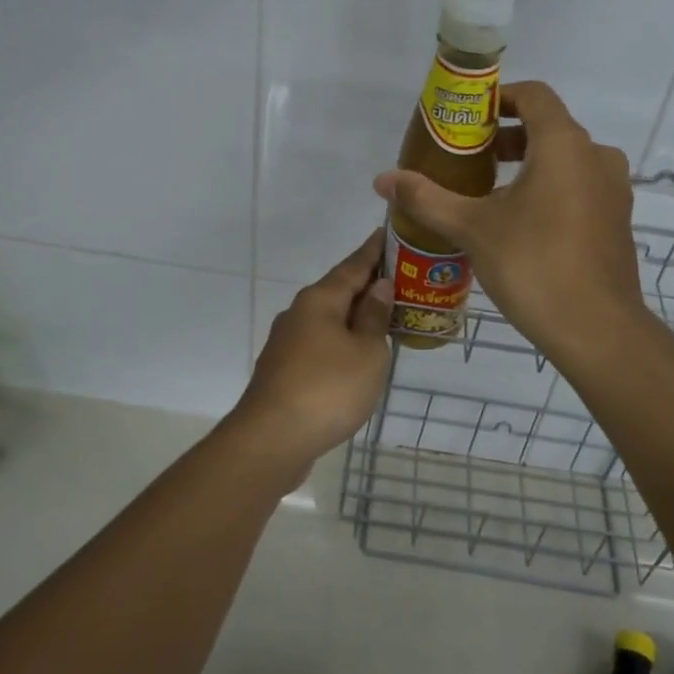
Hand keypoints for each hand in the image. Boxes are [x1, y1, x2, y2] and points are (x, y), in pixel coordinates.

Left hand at [226, 231, 393, 484]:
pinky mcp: (284, 370)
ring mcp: (287, 343)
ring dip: (355, 317)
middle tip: (401, 280)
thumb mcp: (367, 352)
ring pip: (329, 320)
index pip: (353, 265)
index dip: (374, 251)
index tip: (389, 233)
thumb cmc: (328, 388)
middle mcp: (299, 313)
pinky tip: (357, 356)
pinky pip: (321, 345)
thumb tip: (378, 286)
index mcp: (319, 300)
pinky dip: (342, 343)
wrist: (272, 440)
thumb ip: (374, 317)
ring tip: (385, 319)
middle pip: (339, 291)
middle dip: (367, 286)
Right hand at [372, 81, 644, 362]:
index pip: (534, 94)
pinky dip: (551, 188)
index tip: (469, 118)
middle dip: (507, 137)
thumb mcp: (472, 228)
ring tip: (489, 192)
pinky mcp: (618, 219)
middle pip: (549, 127)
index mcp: (564, 145)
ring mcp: (613, 189)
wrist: (597, 329)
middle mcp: (596, 156)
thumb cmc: (533, 265)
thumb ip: (427, 198)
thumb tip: (382, 180)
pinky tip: (522, 223)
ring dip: (529, 164)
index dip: (500, 97)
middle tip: (469, 158)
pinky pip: (581, 186)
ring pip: (566, 159)